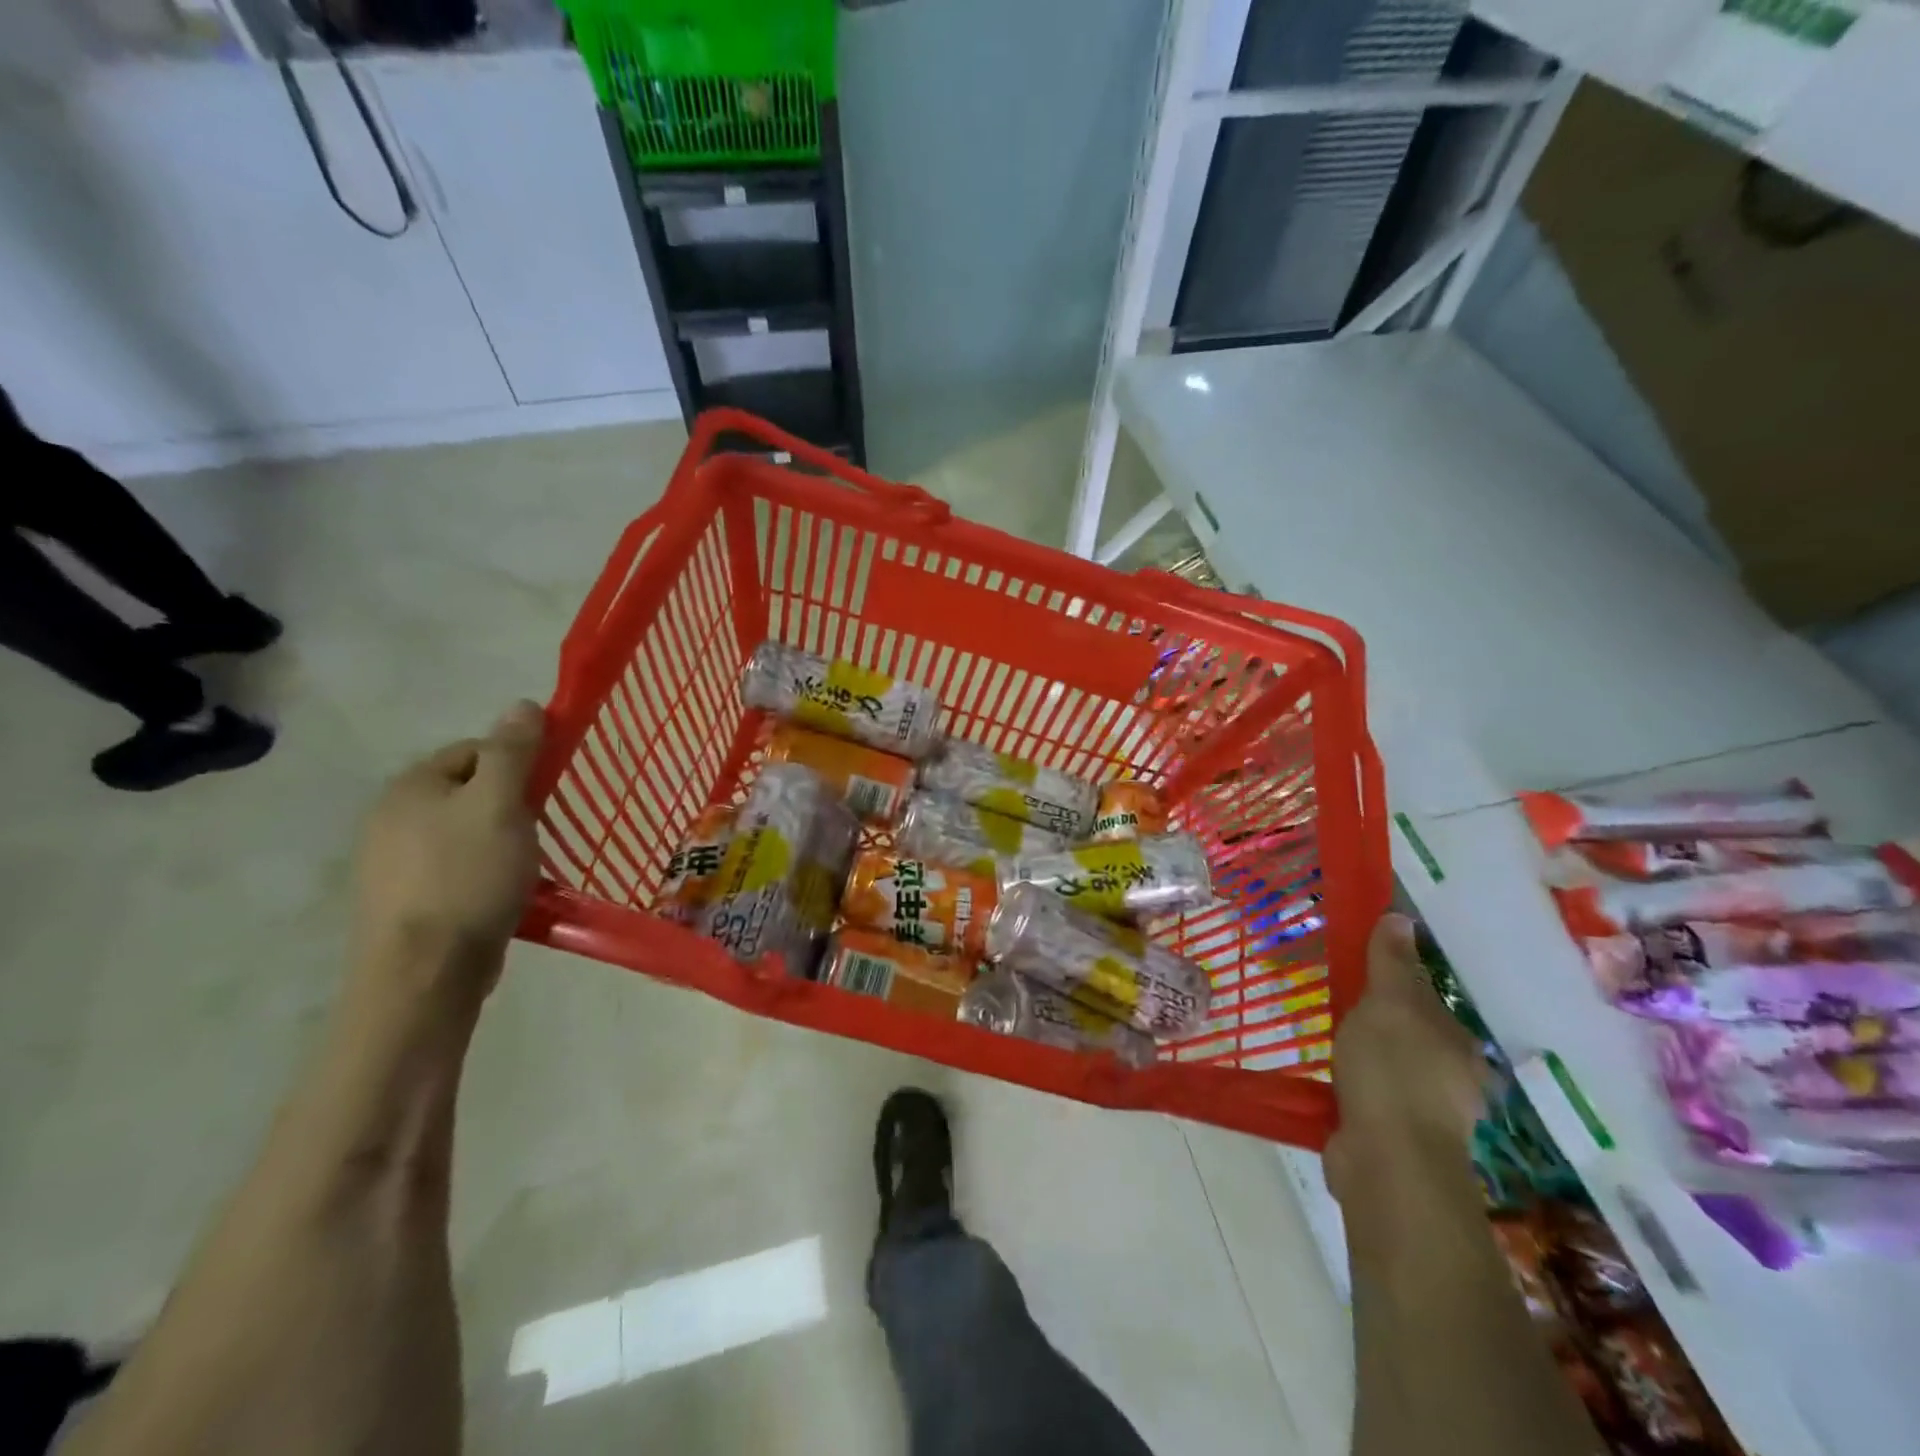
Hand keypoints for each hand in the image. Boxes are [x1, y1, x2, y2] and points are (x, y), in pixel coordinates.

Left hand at [350, 701, 544, 1002]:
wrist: (425, 972)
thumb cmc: (468, 876)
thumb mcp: (500, 804)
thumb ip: (513, 752)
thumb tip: (522, 704)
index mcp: (411, 787)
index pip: (474, 750)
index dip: (517, 762)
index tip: (546, 791)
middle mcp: (390, 818)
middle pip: (469, 791)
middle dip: (509, 805)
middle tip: (538, 830)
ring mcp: (392, 864)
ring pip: (464, 833)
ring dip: (499, 841)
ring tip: (525, 866)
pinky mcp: (405, 902)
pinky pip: (456, 869)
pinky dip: (484, 874)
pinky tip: (502, 895)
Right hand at [1324, 914, 1487, 1199]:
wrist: (1388, 1162)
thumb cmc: (1392, 1071)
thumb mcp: (1388, 1003)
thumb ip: (1391, 963)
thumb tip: (1401, 918)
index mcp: (1456, 1043)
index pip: (1424, 999)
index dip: (1391, 983)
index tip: (1356, 975)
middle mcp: (1453, 1079)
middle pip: (1412, 1036)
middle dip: (1381, 1024)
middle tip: (1338, 1010)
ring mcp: (1427, 1116)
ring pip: (1394, 1072)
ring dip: (1369, 1060)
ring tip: (1330, 1047)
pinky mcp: (1397, 1142)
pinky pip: (1374, 1102)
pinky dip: (1356, 1092)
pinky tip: (1332, 1086)